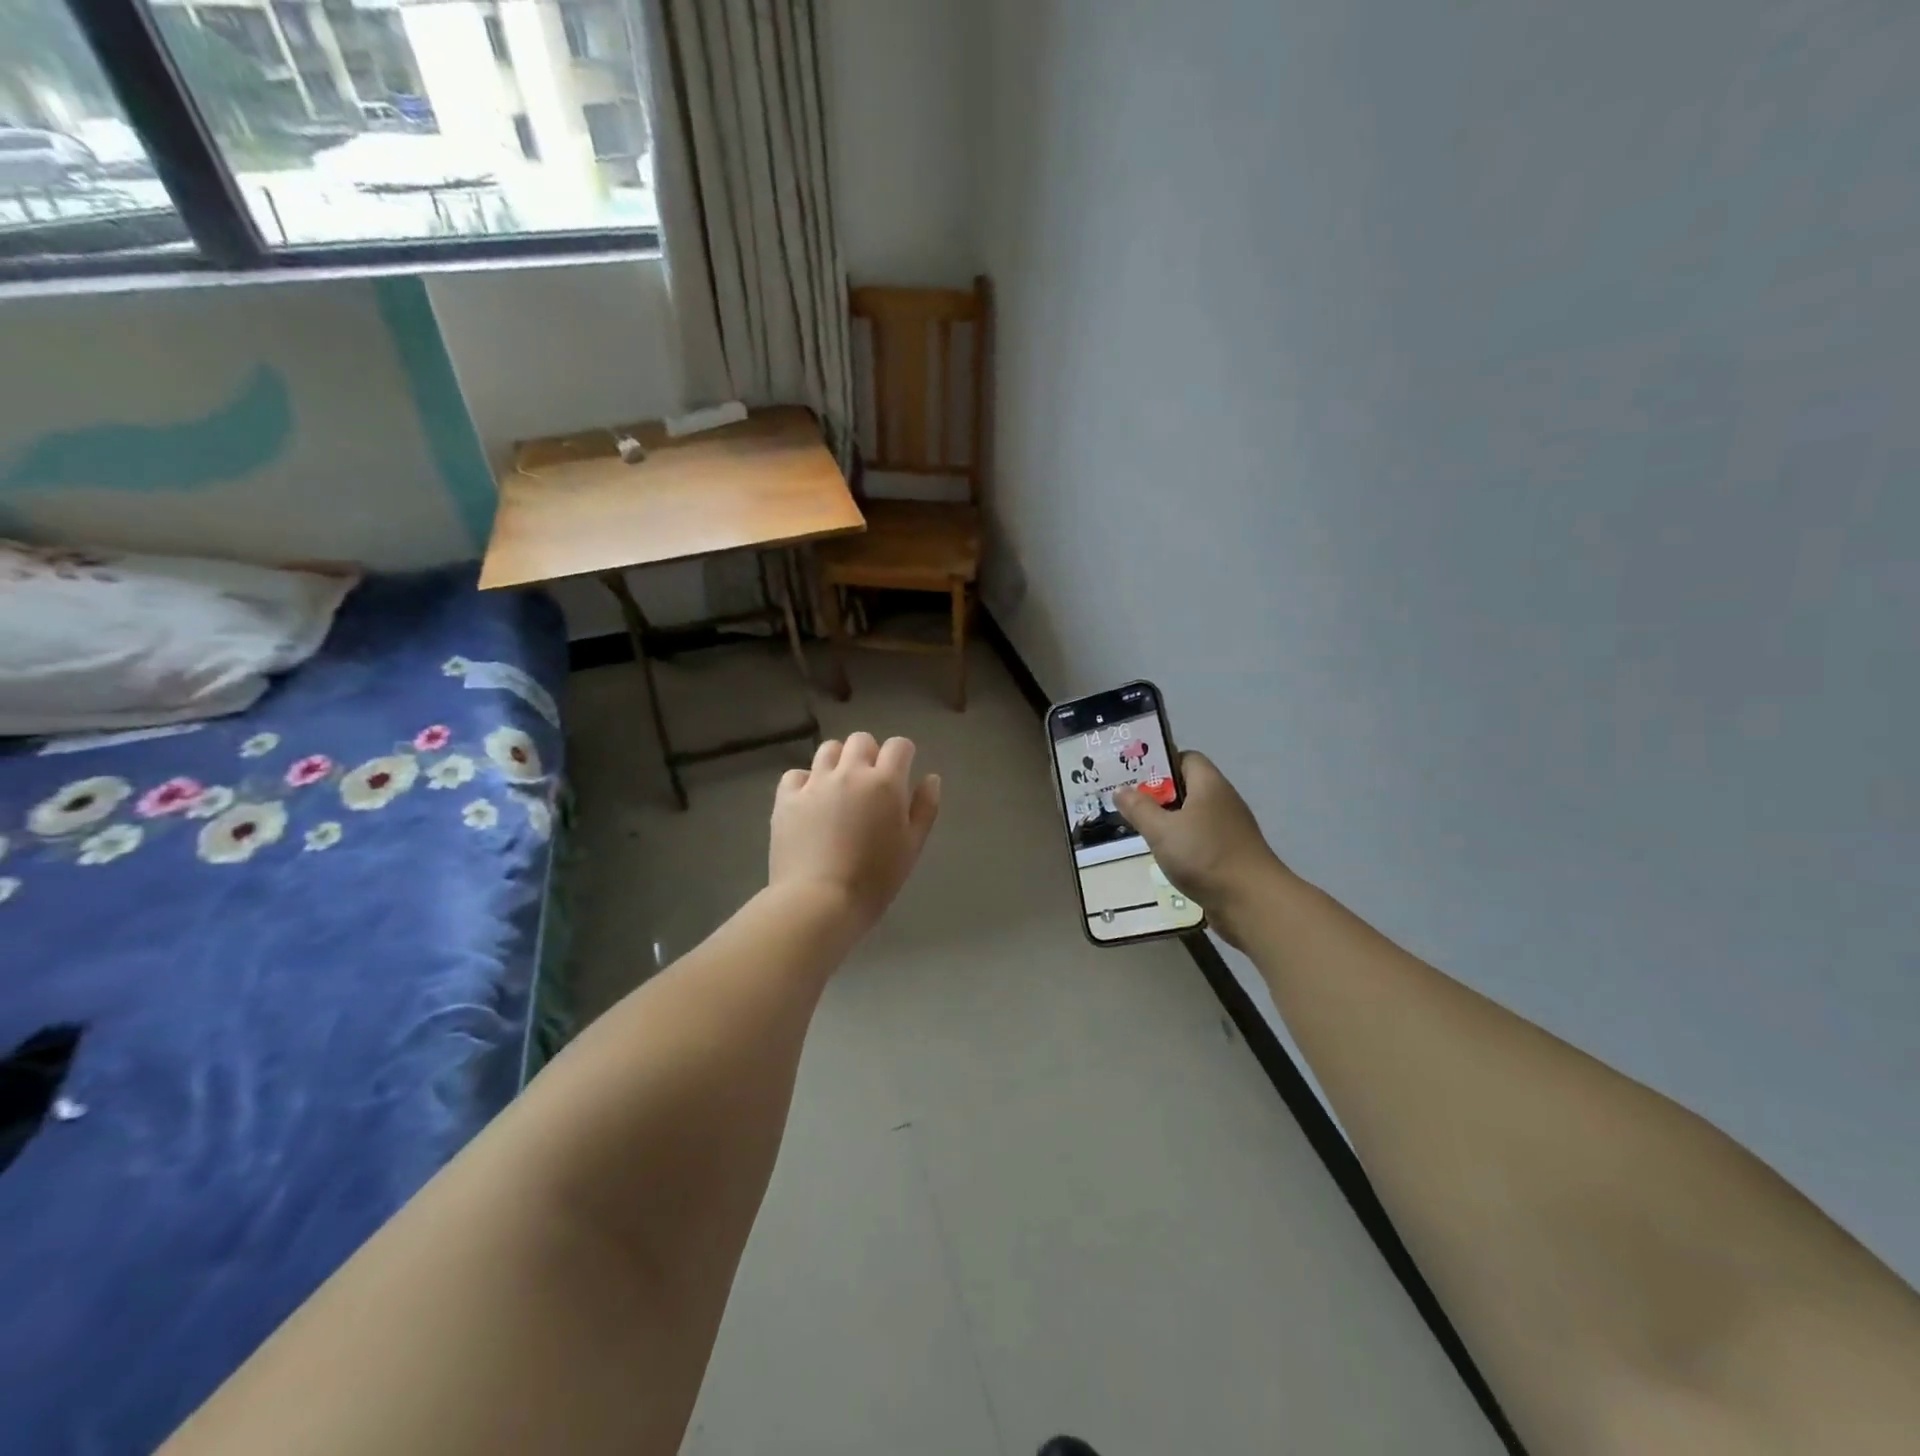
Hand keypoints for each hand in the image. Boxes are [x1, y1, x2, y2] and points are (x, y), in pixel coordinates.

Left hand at [769, 732, 941, 936]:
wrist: (819, 902)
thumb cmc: (875, 879)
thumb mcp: (912, 847)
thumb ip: (925, 808)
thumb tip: (930, 778)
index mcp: (885, 783)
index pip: (899, 746)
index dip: (903, 755)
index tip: (902, 772)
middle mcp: (849, 773)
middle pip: (861, 740)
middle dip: (870, 754)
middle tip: (870, 783)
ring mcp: (814, 783)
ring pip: (828, 750)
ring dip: (838, 761)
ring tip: (839, 788)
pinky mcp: (786, 798)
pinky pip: (796, 774)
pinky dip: (805, 782)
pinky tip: (810, 803)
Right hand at [1115, 751, 1286, 946]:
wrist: (1252, 902)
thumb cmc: (1205, 856)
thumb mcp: (1162, 831)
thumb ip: (1139, 809)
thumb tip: (1121, 790)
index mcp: (1209, 785)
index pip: (1187, 758)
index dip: (1161, 763)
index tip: (1135, 776)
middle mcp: (1223, 801)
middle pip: (1189, 787)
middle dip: (1159, 794)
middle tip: (1130, 804)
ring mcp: (1230, 829)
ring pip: (1194, 815)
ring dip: (1170, 821)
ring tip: (1141, 830)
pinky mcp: (1231, 853)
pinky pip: (1201, 838)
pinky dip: (1183, 843)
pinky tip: (1165, 856)